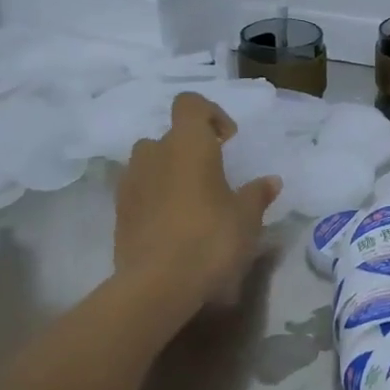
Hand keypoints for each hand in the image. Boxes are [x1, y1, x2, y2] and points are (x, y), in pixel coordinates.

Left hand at [117, 93, 280, 305]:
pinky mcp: (119, 212)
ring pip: (150, 163)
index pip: (190, 104)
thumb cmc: (211, 239)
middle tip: (212, 177)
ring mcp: (131, 182)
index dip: (211, 114)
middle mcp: (155, 154)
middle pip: (169, 136)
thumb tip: (270, 181)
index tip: (228, 141)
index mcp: (189, 145)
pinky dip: (154, 197)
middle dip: (189, 149)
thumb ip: (257, 194)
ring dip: (168, 172)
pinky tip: (173, 224)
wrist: (158, 285)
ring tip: (191, 200)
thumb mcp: (247, 217)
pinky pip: (139, 191)